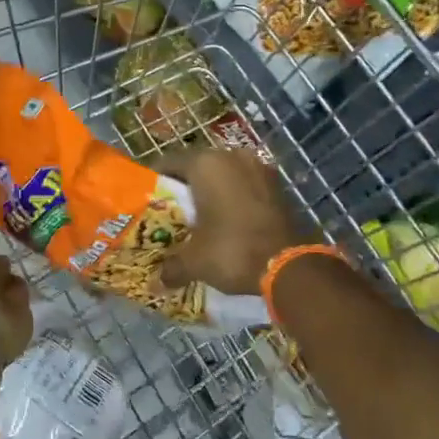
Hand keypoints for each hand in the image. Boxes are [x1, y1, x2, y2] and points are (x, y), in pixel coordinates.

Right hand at [157, 148, 314, 294]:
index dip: (157, 180)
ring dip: (213, 191)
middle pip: (198, 166)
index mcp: (205, 164)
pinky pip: (246, 185)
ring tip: (202, 217)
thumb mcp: (194, 261)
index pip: (169, 162)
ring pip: (225, 175)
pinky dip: (235, 198)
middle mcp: (231, 156)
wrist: (288, 265)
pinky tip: (229, 221)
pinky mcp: (277, 184)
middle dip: (186, 187)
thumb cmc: (232, 250)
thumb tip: (155, 282)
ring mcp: (258, 168)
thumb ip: (171, 266)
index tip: (149, 199)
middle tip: (173, 210)